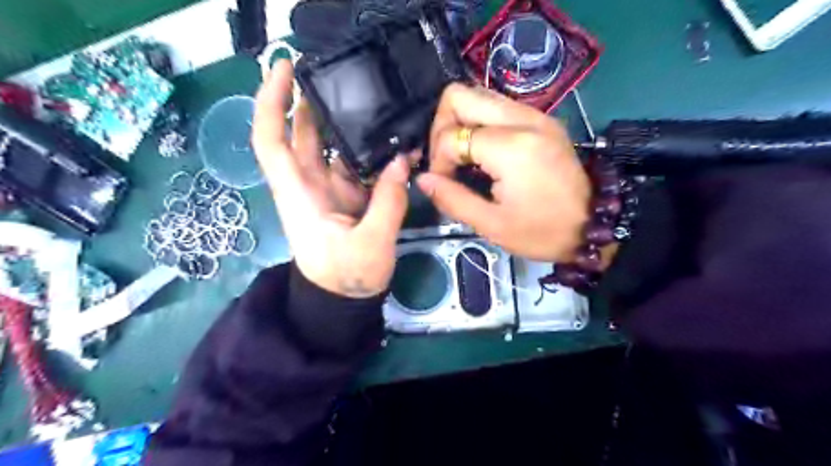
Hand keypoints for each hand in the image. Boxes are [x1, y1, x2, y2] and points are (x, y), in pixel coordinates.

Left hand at [252, 59, 409, 298]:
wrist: (342, 302)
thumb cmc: (346, 277)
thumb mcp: (372, 243)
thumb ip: (389, 201)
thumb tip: (401, 161)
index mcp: (300, 193)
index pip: (271, 139)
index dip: (270, 101)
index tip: (284, 67)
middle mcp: (308, 185)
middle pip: (301, 134)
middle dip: (312, 102)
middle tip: (341, 76)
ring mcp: (329, 190)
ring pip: (331, 148)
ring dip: (347, 125)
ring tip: (374, 103)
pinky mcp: (347, 198)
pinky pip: (355, 166)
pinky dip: (370, 154)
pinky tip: (391, 143)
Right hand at [422, 83, 590, 261]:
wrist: (594, 225)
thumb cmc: (542, 232)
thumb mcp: (492, 225)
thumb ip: (452, 199)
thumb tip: (423, 179)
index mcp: (510, 147)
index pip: (451, 136)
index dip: (437, 161)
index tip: (443, 184)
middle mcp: (522, 119)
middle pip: (460, 94)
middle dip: (442, 126)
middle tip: (447, 159)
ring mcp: (535, 114)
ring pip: (478, 96)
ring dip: (461, 123)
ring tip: (463, 157)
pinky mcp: (542, 119)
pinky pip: (498, 106)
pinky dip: (480, 124)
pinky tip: (483, 153)